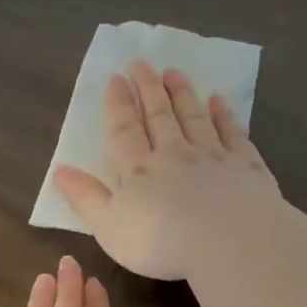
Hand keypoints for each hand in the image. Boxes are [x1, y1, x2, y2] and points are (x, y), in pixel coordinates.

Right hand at [52, 60, 282, 281]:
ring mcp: (213, 156)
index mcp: (139, 170)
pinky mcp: (246, 165)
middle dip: (148, 88)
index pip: (125, 130)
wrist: (231, 243)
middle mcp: (175, 154)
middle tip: (141, 63)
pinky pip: (233, 133)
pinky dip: (224, 115)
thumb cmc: (162, 244)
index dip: (119, 104)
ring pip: (194, 117)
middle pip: (159, 116)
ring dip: (182, 94)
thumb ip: (86, 198)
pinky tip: (218, 101)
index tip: (115, 78)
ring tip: (174, 72)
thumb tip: (60, 170)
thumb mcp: (110, 228)